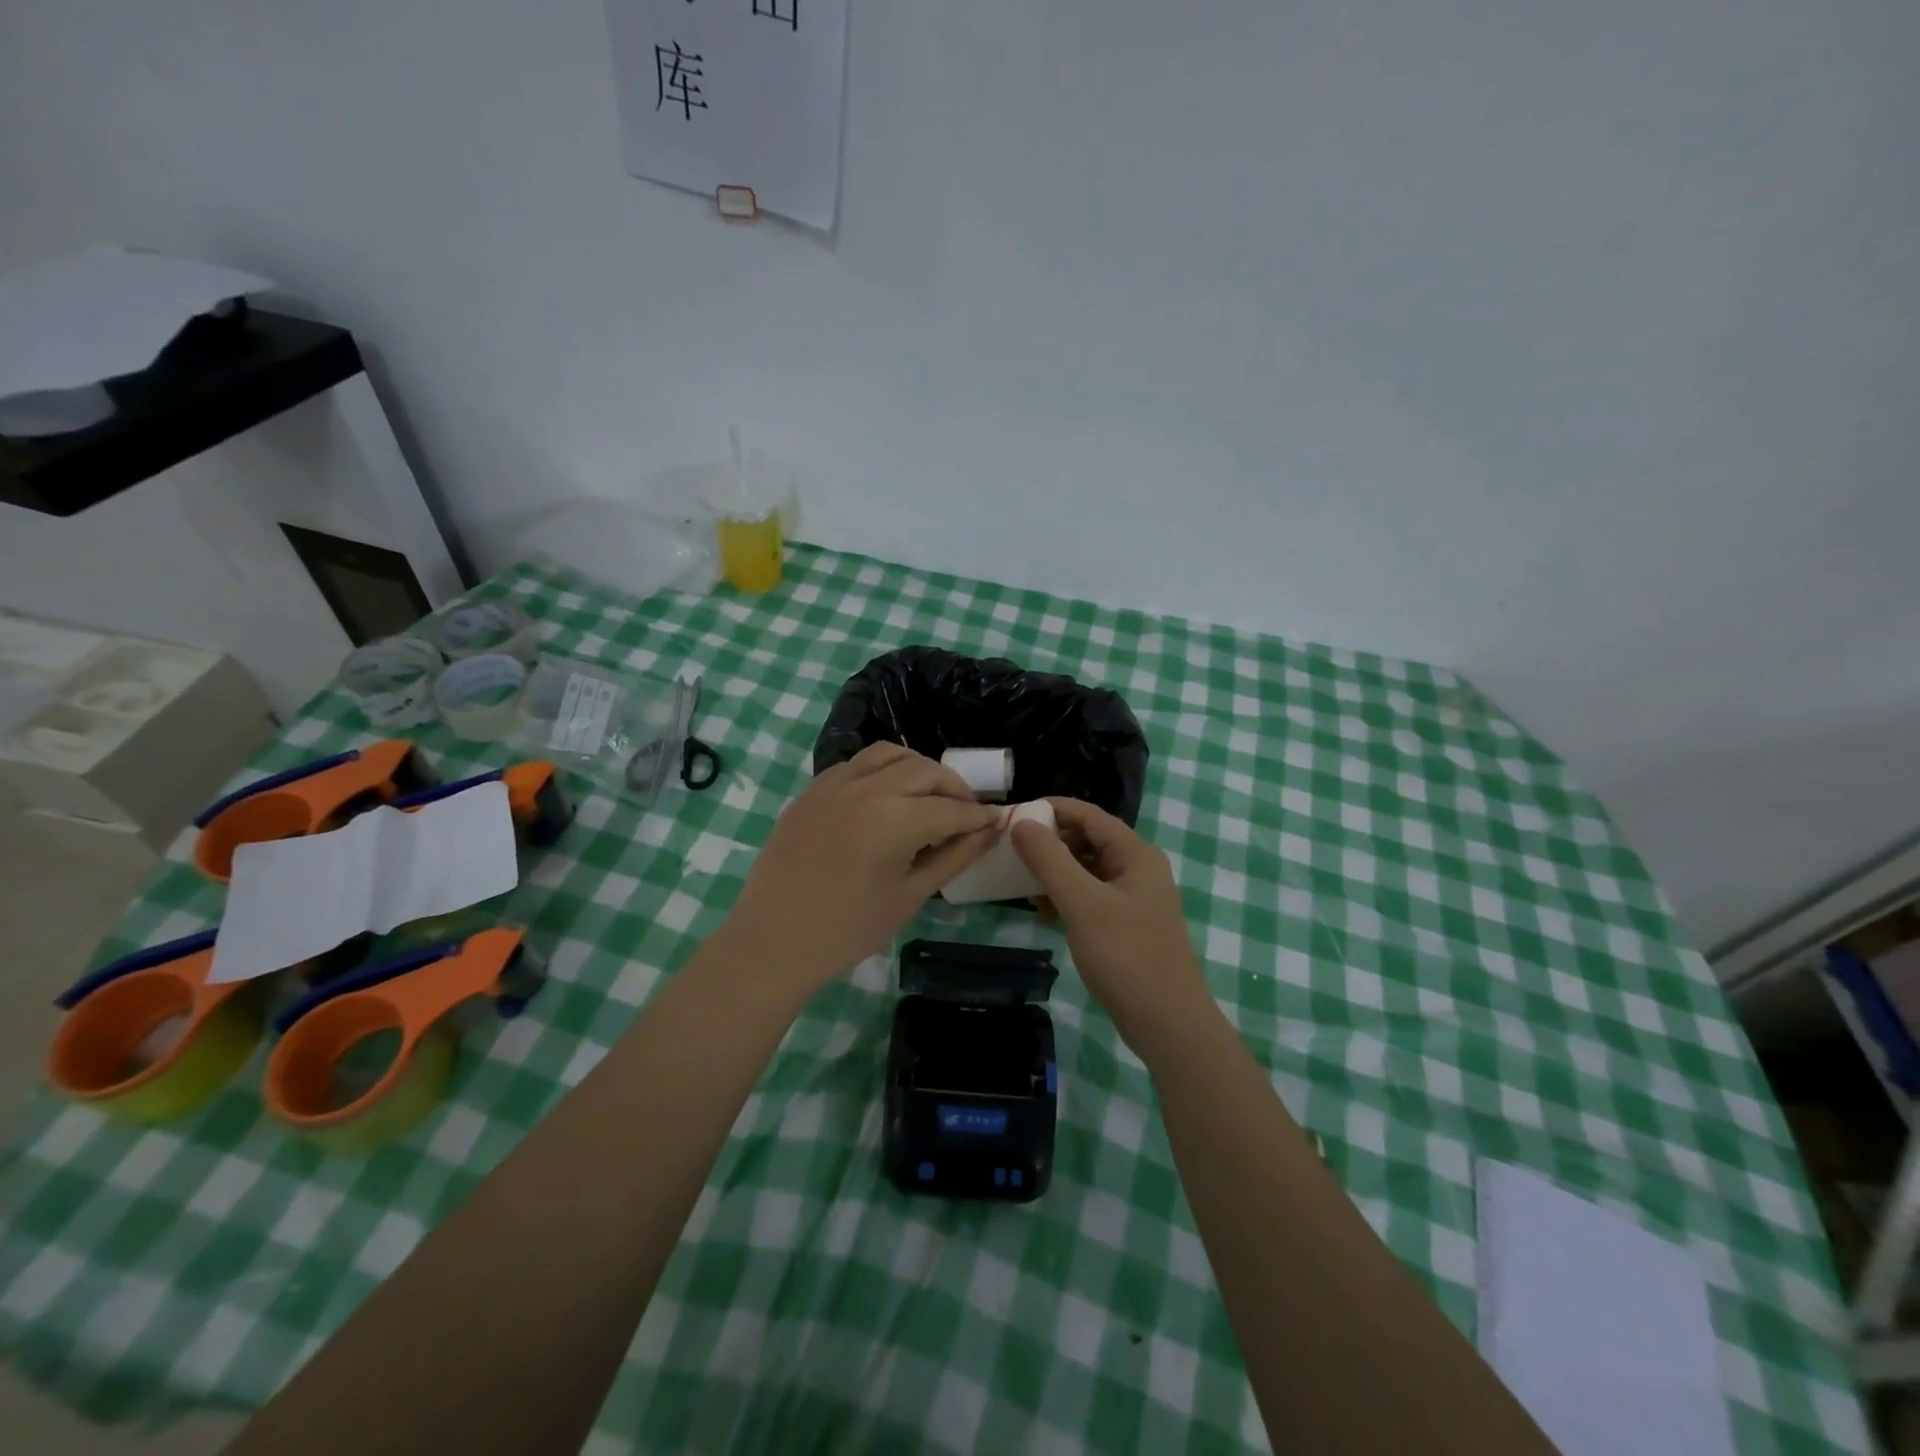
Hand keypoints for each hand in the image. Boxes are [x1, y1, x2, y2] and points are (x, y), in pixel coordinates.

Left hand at [723, 743, 999, 991]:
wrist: (773, 941)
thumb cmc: (847, 930)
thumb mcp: (910, 897)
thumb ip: (953, 857)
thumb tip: (989, 832)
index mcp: (894, 821)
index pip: (951, 809)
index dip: (979, 816)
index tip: (997, 821)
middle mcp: (867, 789)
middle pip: (926, 771)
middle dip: (955, 788)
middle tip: (967, 813)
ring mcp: (835, 784)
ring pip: (891, 754)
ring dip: (919, 768)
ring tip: (929, 795)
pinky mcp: (812, 789)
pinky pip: (857, 763)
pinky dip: (883, 769)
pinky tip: (887, 795)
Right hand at [1011, 798, 1212, 1059]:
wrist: (1168, 1023)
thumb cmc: (1126, 955)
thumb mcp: (1082, 903)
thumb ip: (1050, 859)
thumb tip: (1021, 823)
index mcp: (1135, 853)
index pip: (1088, 814)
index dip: (1051, 809)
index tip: (1013, 815)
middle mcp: (1137, 868)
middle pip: (1087, 840)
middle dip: (1050, 844)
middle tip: (1012, 854)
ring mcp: (1134, 898)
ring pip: (1086, 870)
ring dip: (1055, 874)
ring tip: (1025, 890)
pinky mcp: (1127, 925)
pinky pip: (1090, 897)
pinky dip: (1066, 899)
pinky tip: (1045, 916)